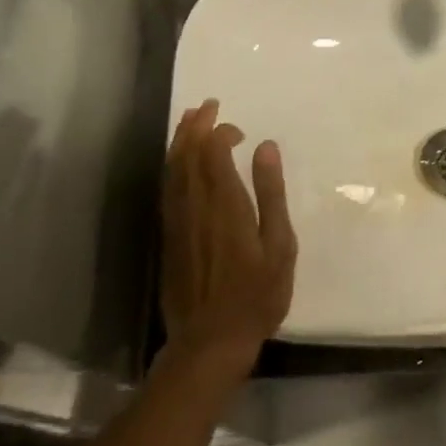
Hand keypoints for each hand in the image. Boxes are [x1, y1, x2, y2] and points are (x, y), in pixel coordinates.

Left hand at [160, 100, 297, 379]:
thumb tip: (265, 147)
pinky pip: (167, 190)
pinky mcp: (168, 237)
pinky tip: (178, 164)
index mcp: (225, 205)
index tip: (237, 129)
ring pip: (172, 170)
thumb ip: (271, 194)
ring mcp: (177, 221)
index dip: (220, 132)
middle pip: (187, 155)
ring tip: (189, 121)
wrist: (210, 340)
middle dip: (195, 127)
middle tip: (206, 105)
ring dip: (179, 142)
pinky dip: (172, 167)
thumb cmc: (256, 295)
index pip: (214, 153)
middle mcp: (195, 206)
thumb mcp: (279, 246)